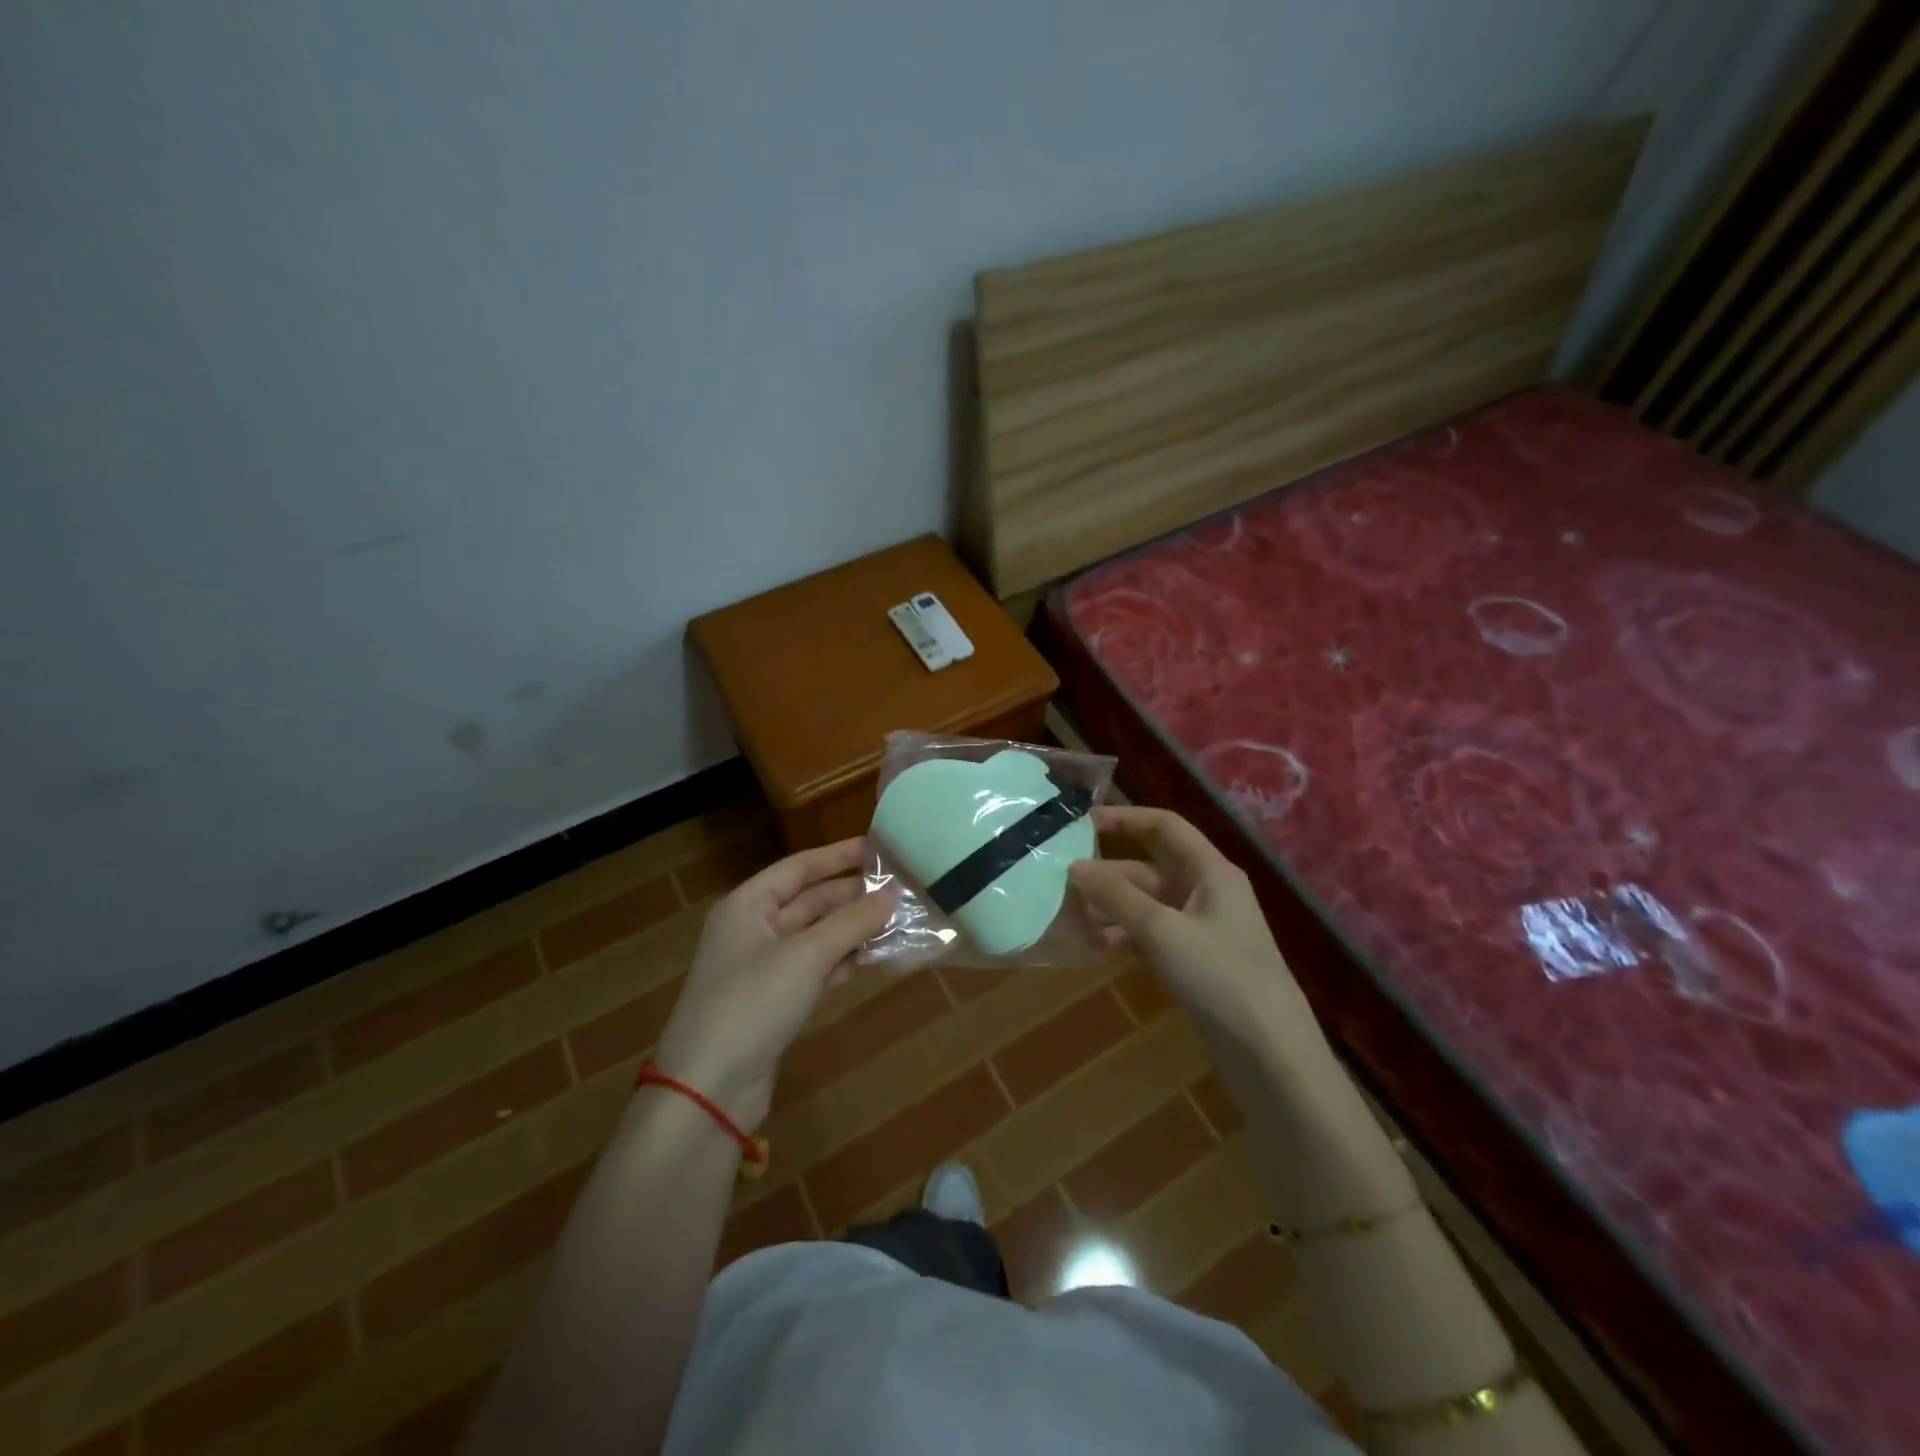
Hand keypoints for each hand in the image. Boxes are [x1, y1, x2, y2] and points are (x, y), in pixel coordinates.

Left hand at [653, 837, 893, 1133]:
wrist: (709, 1090)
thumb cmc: (751, 1004)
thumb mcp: (805, 956)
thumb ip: (851, 922)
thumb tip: (893, 894)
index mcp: (747, 906)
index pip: (799, 868)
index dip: (839, 856)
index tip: (880, 848)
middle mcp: (754, 930)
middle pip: (811, 901)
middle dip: (854, 896)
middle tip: (901, 888)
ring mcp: (765, 968)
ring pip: (818, 936)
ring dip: (855, 929)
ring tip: (901, 919)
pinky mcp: (777, 1001)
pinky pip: (818, 967)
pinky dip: (846, 960)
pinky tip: (880, 956)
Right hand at [1070, 806, 1315, 1044]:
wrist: (1268, 1052)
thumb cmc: (1219, 975)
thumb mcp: (1162, 929)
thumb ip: (1116, 895)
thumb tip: (1074, 867)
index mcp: (1211, 871)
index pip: (1165, 827)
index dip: (1124, 819)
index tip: (1081, 822)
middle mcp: (1206, 893)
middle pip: (1148, 869)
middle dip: (1106, 876)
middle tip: (1060, 883)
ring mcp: (1200, 930)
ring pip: (1146, 906)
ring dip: (1110, 909)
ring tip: (1068, 919)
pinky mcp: (1193, 963)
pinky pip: (1150, 936)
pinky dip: (1123, 937)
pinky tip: (1093, 947)